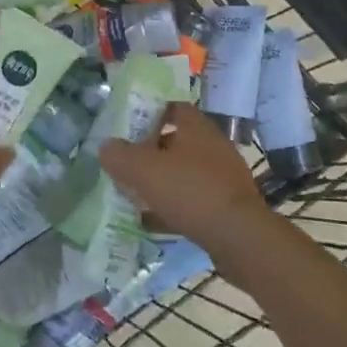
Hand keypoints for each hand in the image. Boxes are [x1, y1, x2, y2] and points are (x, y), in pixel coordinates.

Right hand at [100, 103, 270, 256]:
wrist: (241, 238)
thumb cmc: (190, 191)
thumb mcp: (143, 169)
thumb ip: (119, 155)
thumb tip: (106, 147)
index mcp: (196, 126)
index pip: (171, 107)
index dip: (149, 114)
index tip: (128, 128)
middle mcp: (213, 145)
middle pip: (177, 140)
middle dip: (151, 151)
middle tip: (127, 163)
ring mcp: (224, 176)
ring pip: (185, 171)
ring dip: (162, 180)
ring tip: (136, 194)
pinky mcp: (229, 205)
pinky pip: (194, 198)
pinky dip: (175, 205)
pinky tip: (155, 221)